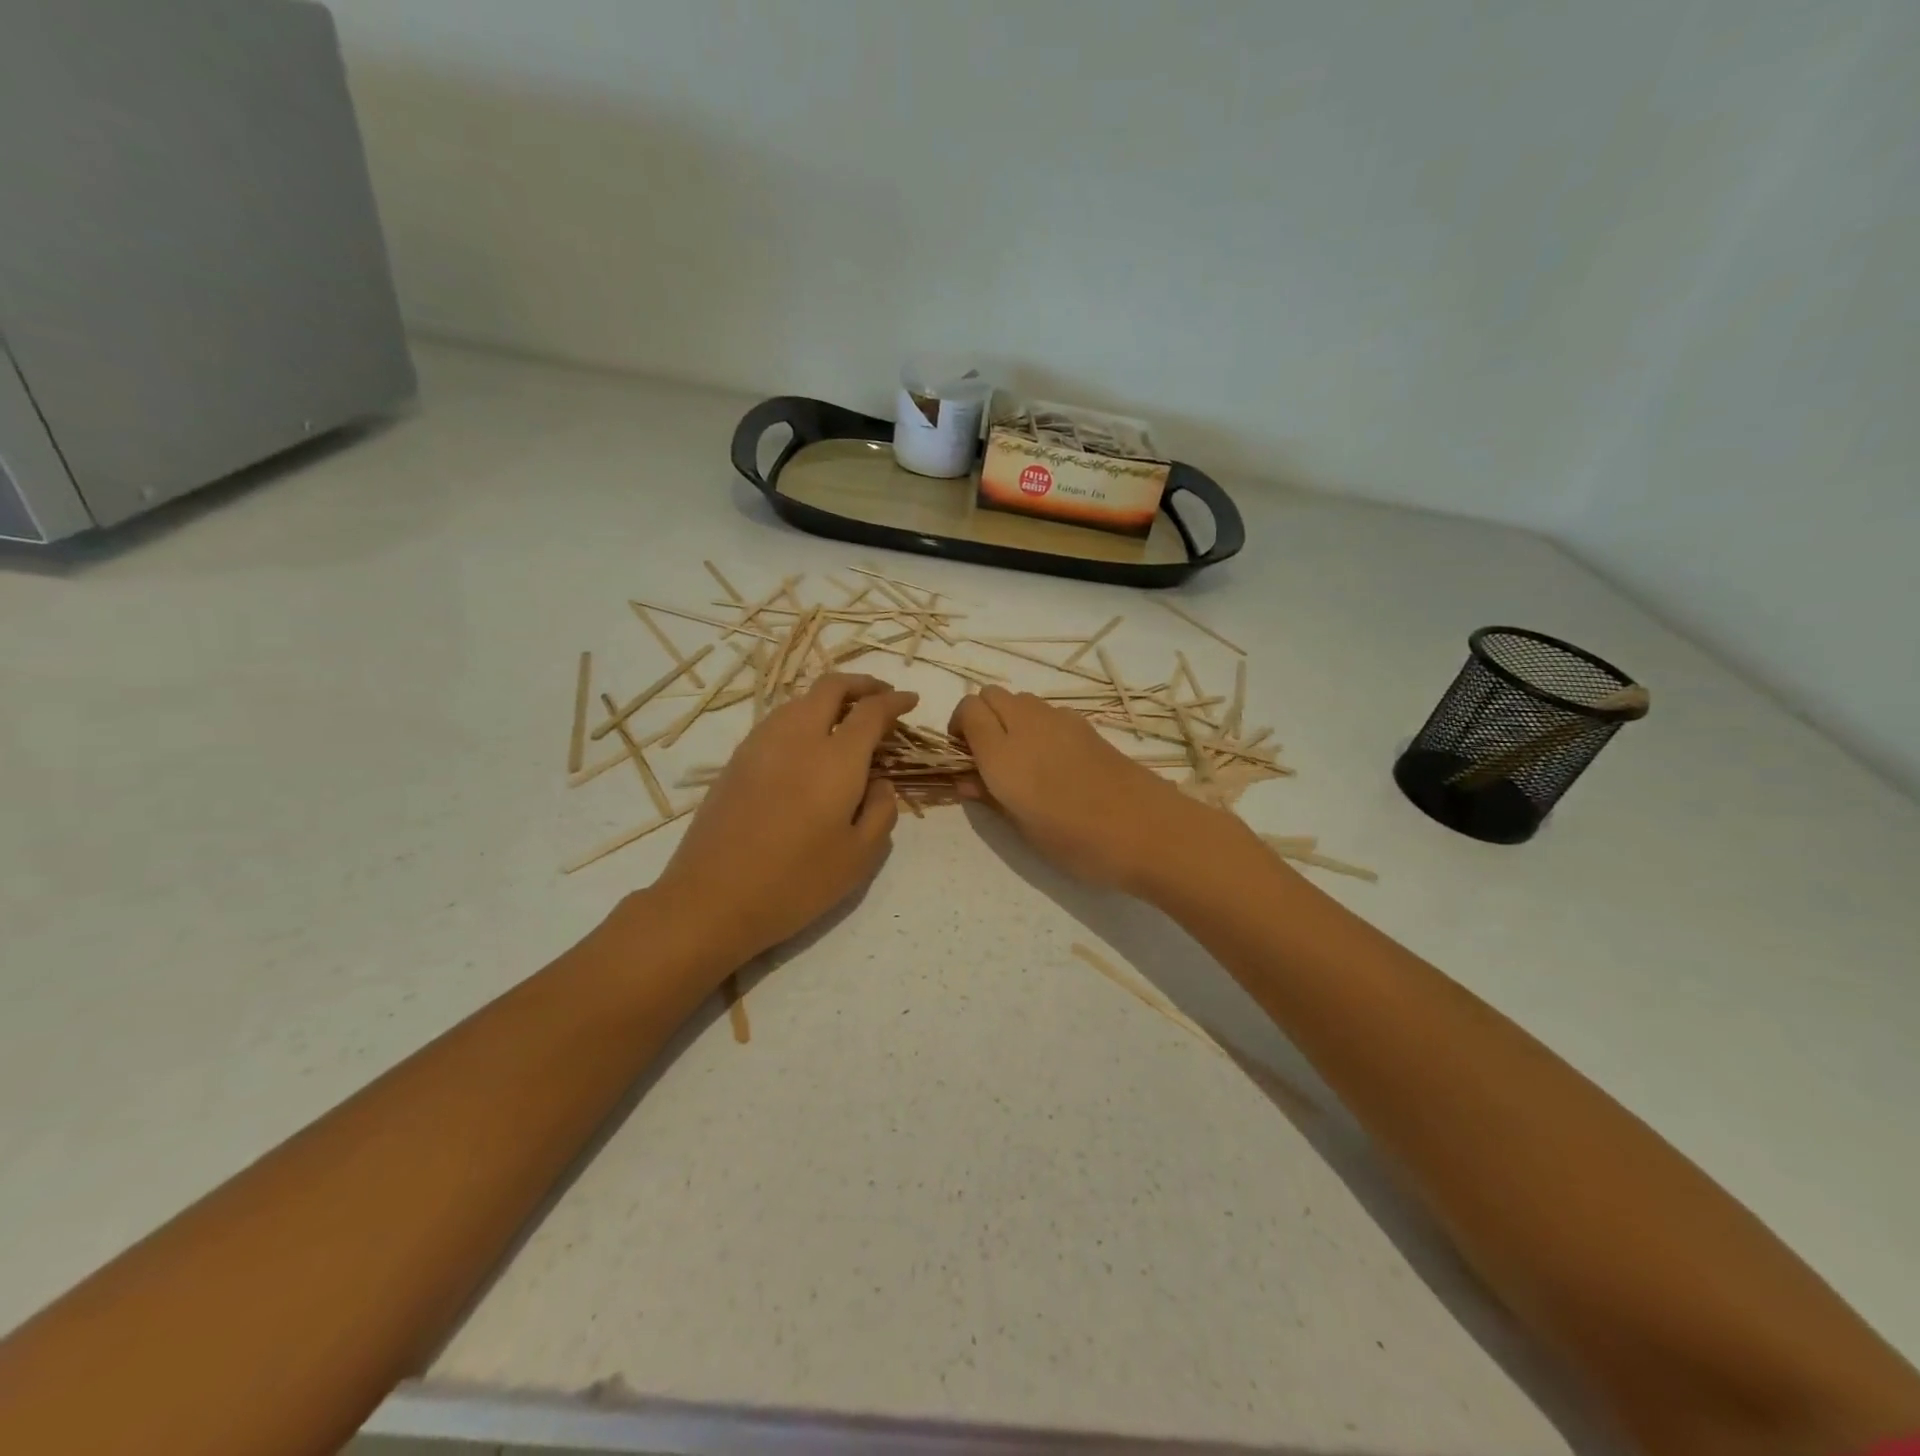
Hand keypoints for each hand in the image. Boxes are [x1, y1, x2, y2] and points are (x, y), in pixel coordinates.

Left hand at [652, 674, 916, 965]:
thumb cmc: (796, 882)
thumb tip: (879, 781)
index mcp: (835, 758)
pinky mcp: (736, 761)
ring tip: (846, 720)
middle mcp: (797, 738)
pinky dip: (803, 717)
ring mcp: (760, 745)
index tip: (911, 701)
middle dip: (862, 684)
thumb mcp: (860, 856)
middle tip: (882, 695)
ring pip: (799, 700)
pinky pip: (778, 721)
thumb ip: (882, 810)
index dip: (895, 701)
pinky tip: (809, 745)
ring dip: (829, 699)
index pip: (871, 711)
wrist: (711, 899)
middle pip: (830, 687)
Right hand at [949, 687, 1232, 892]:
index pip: (968, 709)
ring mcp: (1061, 721)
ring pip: (1021, 700)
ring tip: (1021, 759)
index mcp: (1003, 754)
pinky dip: (1038, 724)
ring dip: (1010, 718)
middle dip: (981, 716)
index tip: (964, 756)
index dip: (959, 727)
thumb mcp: (1023, 829)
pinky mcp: (1087, 725)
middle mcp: (1028, 726)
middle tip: (987, 756)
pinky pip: (1048, 711)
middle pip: (992, 695)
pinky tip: (1054, 761)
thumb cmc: (1077, 841)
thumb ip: (990, 797)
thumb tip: (965, 780)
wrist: (1148, 831)